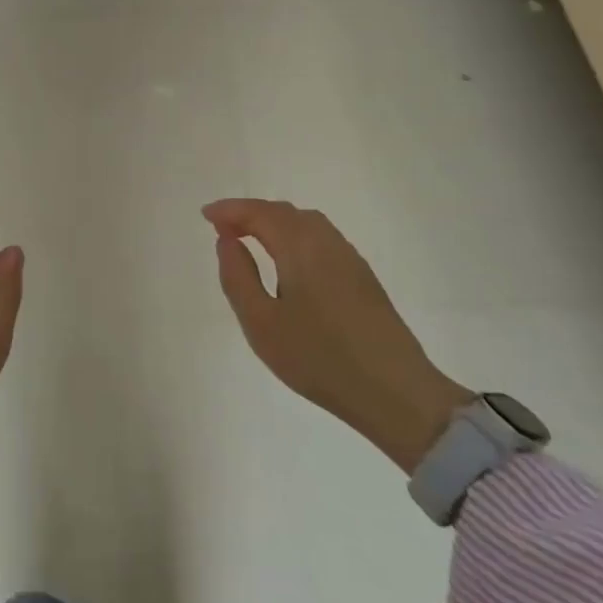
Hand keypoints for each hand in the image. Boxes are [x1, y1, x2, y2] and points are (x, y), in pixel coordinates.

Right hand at [203, 199, 471, 473]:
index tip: (206, 215)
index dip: (230, 210)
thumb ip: (238, 277)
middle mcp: (327, 242)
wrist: (396, 393)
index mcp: (300, 247)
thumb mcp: (261, 324)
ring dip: (274, 222)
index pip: (260, 213)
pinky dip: (295, 235)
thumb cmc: (319, 358)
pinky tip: (288, 261)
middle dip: (251, 213)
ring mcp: (350, 259)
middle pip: (284, 212)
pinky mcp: (363, 277)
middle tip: (223, 228)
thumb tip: (227, 241)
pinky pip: (321, 238)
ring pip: (306, 223)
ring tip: (251, 239)